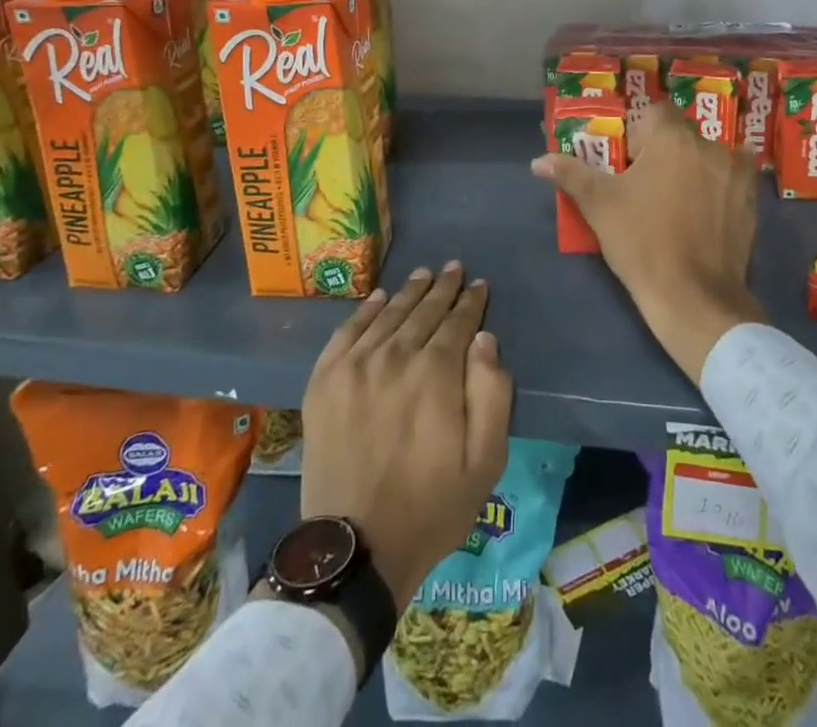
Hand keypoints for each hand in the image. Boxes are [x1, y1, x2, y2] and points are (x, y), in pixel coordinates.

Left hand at [299, 263, 512, 609]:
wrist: (355, 549)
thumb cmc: (431, 508)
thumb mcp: (485, 462)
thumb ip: (492, 394)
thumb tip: (485, 340)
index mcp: (436, 375)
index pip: (458, 323)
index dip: (471, 302)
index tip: (480, 285)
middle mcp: (395, 357)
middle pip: (424, 312)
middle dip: (443, 288)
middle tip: (454, 268)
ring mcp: (354, 366)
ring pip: (389, 315)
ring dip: (409, 292)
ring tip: (423, 274)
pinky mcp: (324, 381)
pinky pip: (348, 331)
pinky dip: (366, 310)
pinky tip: (379, 298)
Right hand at [531, 100, 765, 382]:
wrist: (694, 297)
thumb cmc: (642, 242)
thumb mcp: (599, 205)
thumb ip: (570, 174)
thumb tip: (537, 161)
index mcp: (672, 138)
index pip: (654, 113)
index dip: (639, 134)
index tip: (628, 162)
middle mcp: (710, 146)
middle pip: (681, 135)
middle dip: (664, 152)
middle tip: (646, 185)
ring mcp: (737, 173)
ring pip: (707, 156)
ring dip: (693, 167)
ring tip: (676, 201)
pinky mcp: (752, 201)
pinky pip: (730, 179)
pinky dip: (717, 187)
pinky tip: (702, 214)